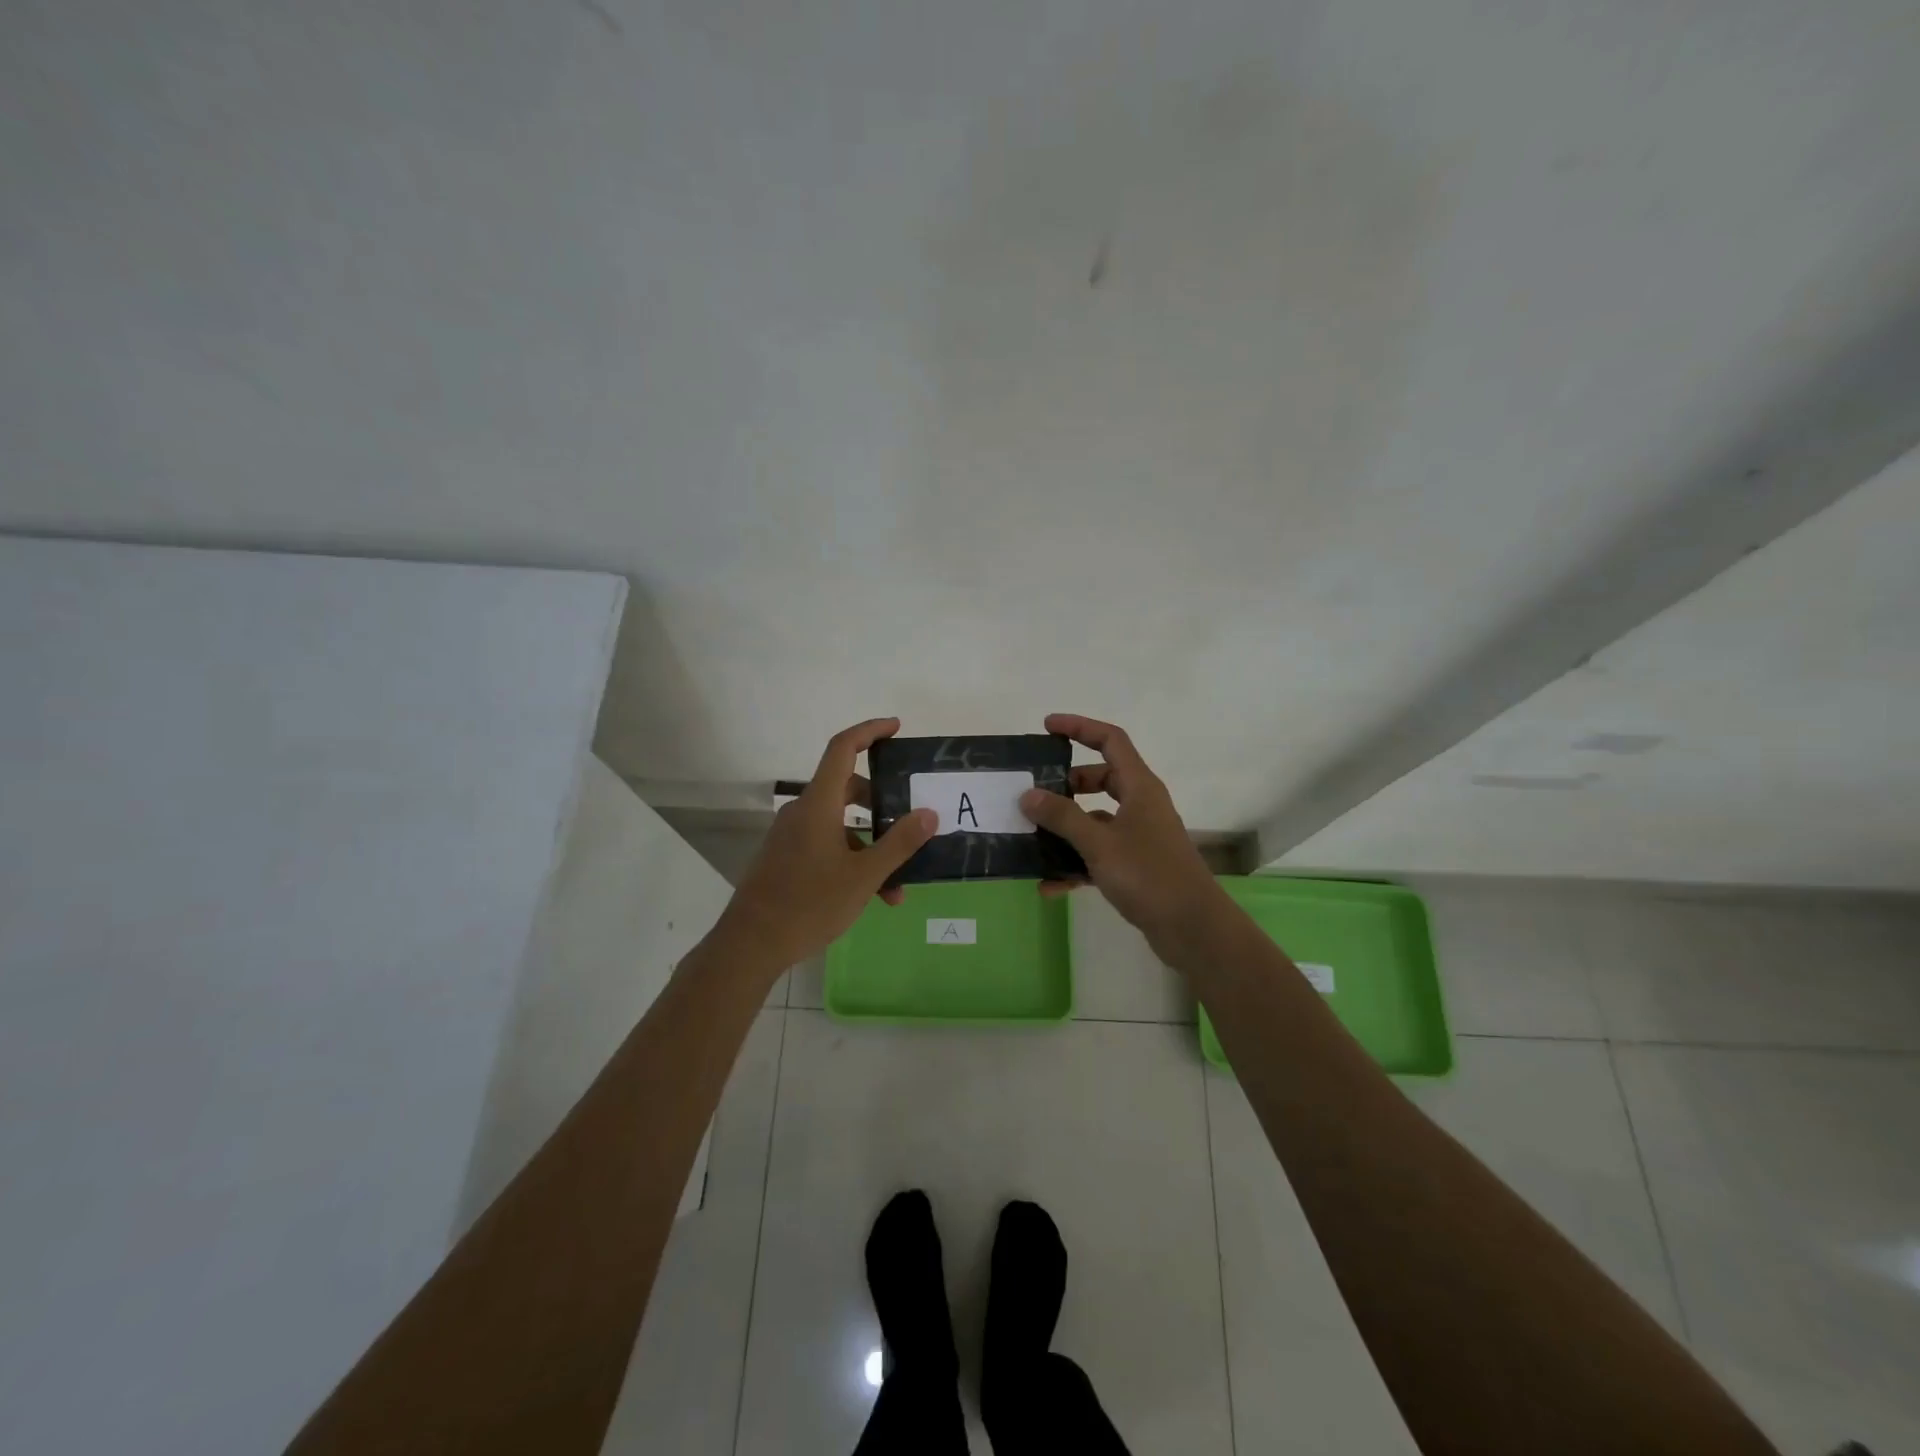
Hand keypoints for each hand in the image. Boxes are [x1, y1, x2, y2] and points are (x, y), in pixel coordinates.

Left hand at [715, 717, 936, 975]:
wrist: (751, 944)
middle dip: (881, 801)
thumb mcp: (864, 877)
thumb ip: (899, 843)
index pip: (842, 748)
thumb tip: (929, 814)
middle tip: (909, 817)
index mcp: (818, 804)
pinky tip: (872, 895)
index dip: (869, 731)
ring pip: (840, 824)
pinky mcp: (786, 857)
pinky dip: (852, 858)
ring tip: (897, 884)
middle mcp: (802, 811)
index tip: (895, 727)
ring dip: (871, 844)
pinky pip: (826, 843)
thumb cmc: (809, 904)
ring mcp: (791, 835)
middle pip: (846, 787)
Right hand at [1019, 714, 1225, 955]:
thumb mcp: (1099, 843)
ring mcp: (1139, 836)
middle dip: (1066, 784)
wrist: (1193, 929)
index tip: (1047, 727)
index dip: (1079, 727)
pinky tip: (1049, 885)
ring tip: (1032, 839)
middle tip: (1036, 793)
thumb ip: (1062, 817)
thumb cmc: (1149, 875)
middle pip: (1100, 779)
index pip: (1110, 740)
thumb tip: (1028, 795)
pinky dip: (1075, 864)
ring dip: (1066, 828)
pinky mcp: (1136, 866)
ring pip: (1096, 819)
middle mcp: (1141, 805)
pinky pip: (1098, 854)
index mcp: (1139, 787)